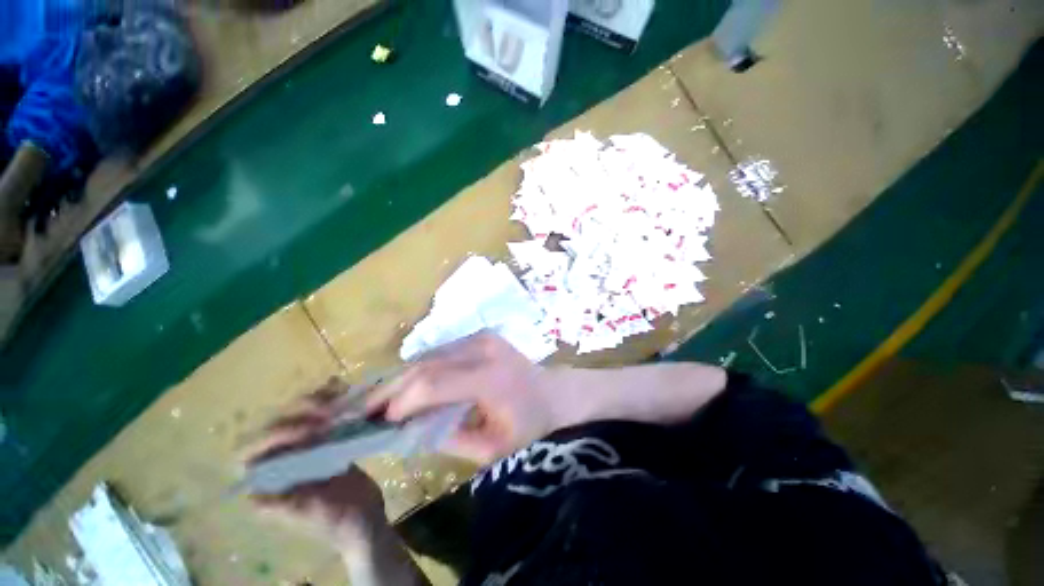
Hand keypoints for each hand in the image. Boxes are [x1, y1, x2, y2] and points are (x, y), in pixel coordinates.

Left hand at [245, 380, 386, 549]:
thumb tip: (251, 497)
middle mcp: (279, 463)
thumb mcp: (315, 517)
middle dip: (298, 412)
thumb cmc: (339, 522)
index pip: (252, 452)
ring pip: (295, 416)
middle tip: (330, 409)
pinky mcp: (323, 441)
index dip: (275, 435)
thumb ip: (286, 507)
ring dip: (313, 402)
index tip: (312, 431)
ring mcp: (302, 450)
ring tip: (339, 394)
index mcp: (267, 483)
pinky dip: (329, 400)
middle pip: (273, 426)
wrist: (366, 517)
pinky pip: (318, 415)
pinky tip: (342, 390)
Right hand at [366, 331, 558, 465]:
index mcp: (489, 377)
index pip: (433, 384)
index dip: (401, 401)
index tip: (380, 422)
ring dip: (403, 377)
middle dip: (392, 387)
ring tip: (378, 398)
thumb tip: (408, 431)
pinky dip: (421, 369)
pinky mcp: (479, 335)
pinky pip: (442, 352)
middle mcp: (482, 349)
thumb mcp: (491, 448)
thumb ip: (448, 439)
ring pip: (430, 355)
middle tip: (362, 409)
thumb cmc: (528, 425)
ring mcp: (481, 337)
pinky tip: (408, 384)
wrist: (552, 392)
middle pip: (426, 364)